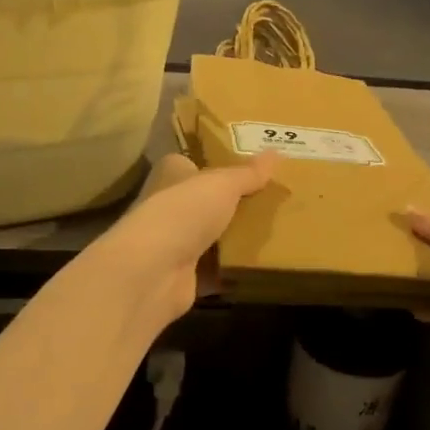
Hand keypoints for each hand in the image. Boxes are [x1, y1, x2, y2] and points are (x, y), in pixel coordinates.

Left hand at [89, 151, 277, 331]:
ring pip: (211, 238)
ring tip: (275, 232)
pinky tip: (261, 267)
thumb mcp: (222, 184)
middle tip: (273, 201)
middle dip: (234, 205)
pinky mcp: (183, 276)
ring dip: (235, 239)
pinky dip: (233, 271)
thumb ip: (248, 173)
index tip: (251, 168)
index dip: (218, 164)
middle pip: (205, 202)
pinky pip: (215, 271)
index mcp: (171, 175)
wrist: (153, 271)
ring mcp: (173, 244)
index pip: (192, 163)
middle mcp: (167, 207)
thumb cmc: (184, 212)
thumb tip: (276, 152)